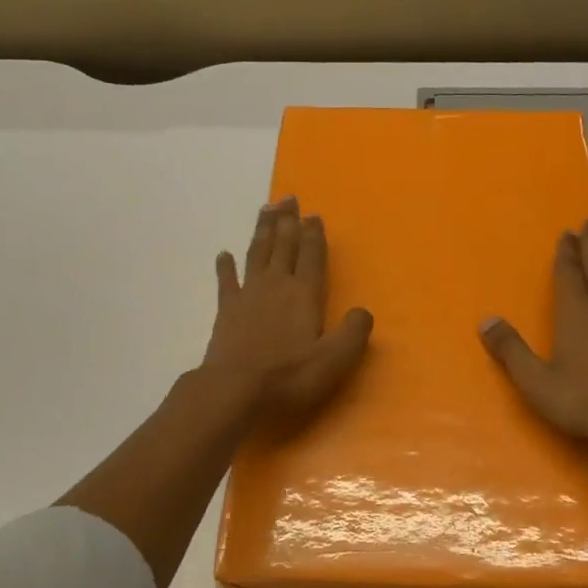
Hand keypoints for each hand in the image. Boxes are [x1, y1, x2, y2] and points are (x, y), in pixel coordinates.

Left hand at [202, 196, 373, 423]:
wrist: (235, 390)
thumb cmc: (289, 376)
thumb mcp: (334, 360)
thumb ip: (353, 333)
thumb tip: (363, 311)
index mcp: (305, 294)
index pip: (312, 256)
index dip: (314, 234)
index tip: (313, 214)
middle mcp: (276, 285)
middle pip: (283, 245)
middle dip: (288, 221)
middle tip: (288, 197)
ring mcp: (248, 295)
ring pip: (257, 253)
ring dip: (263, 230)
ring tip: (265, 209)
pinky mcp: (225, 310)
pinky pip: (226, 281)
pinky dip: (225, 266)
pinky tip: (224, 254)